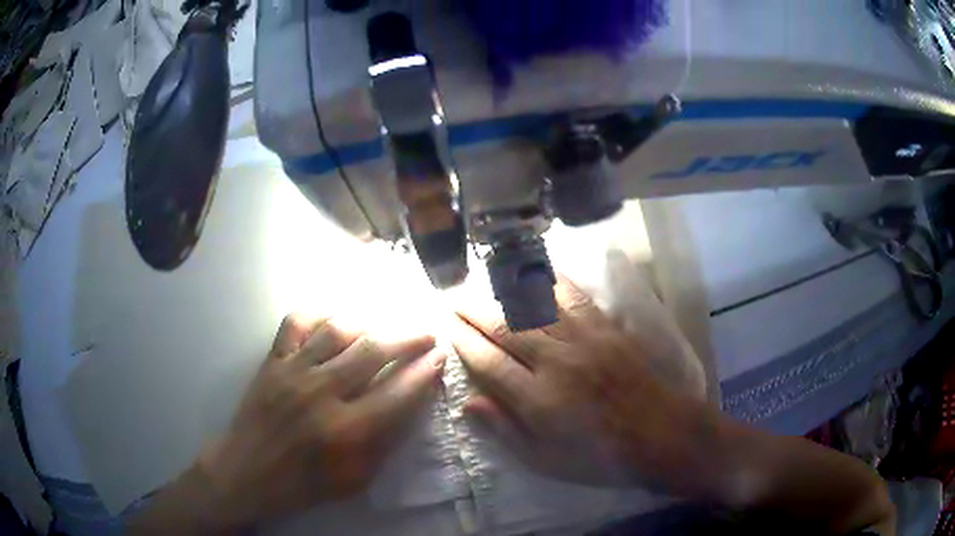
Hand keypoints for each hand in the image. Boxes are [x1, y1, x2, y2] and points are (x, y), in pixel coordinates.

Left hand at [194, 314, 444, 528]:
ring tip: (384, 328)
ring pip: (338, 331)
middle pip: (374, 352)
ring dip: (369, 325)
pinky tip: (333, 319)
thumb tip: (408, 404)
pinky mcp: (272, 361)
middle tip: (426, 333)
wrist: (248, 472)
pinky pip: (296, 323)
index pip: (398, 392)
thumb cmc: (305, 484)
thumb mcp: (356, 479)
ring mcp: (293, 371)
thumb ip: (384, 442)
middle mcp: (322, 393)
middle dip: (408, 338)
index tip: (439, 357)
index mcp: (347, 430)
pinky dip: (318, 314)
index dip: (424, 372)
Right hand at [452, 277, 708, 491]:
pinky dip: (551, 282)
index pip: (489, 362)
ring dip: (504, 292)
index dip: (464, 341)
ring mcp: (584, 340)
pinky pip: (574, 297)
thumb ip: (506, 431)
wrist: (661, 434)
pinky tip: (535, 273)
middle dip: (475, 312)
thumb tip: (470, 403)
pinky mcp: (607, 328)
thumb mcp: (546, 461)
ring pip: (535, 306)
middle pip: (506, 327)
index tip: (448, 327)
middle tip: (455, 301)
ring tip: (483, 283)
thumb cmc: (601, 456)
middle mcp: (557, 362)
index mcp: (538, 400)